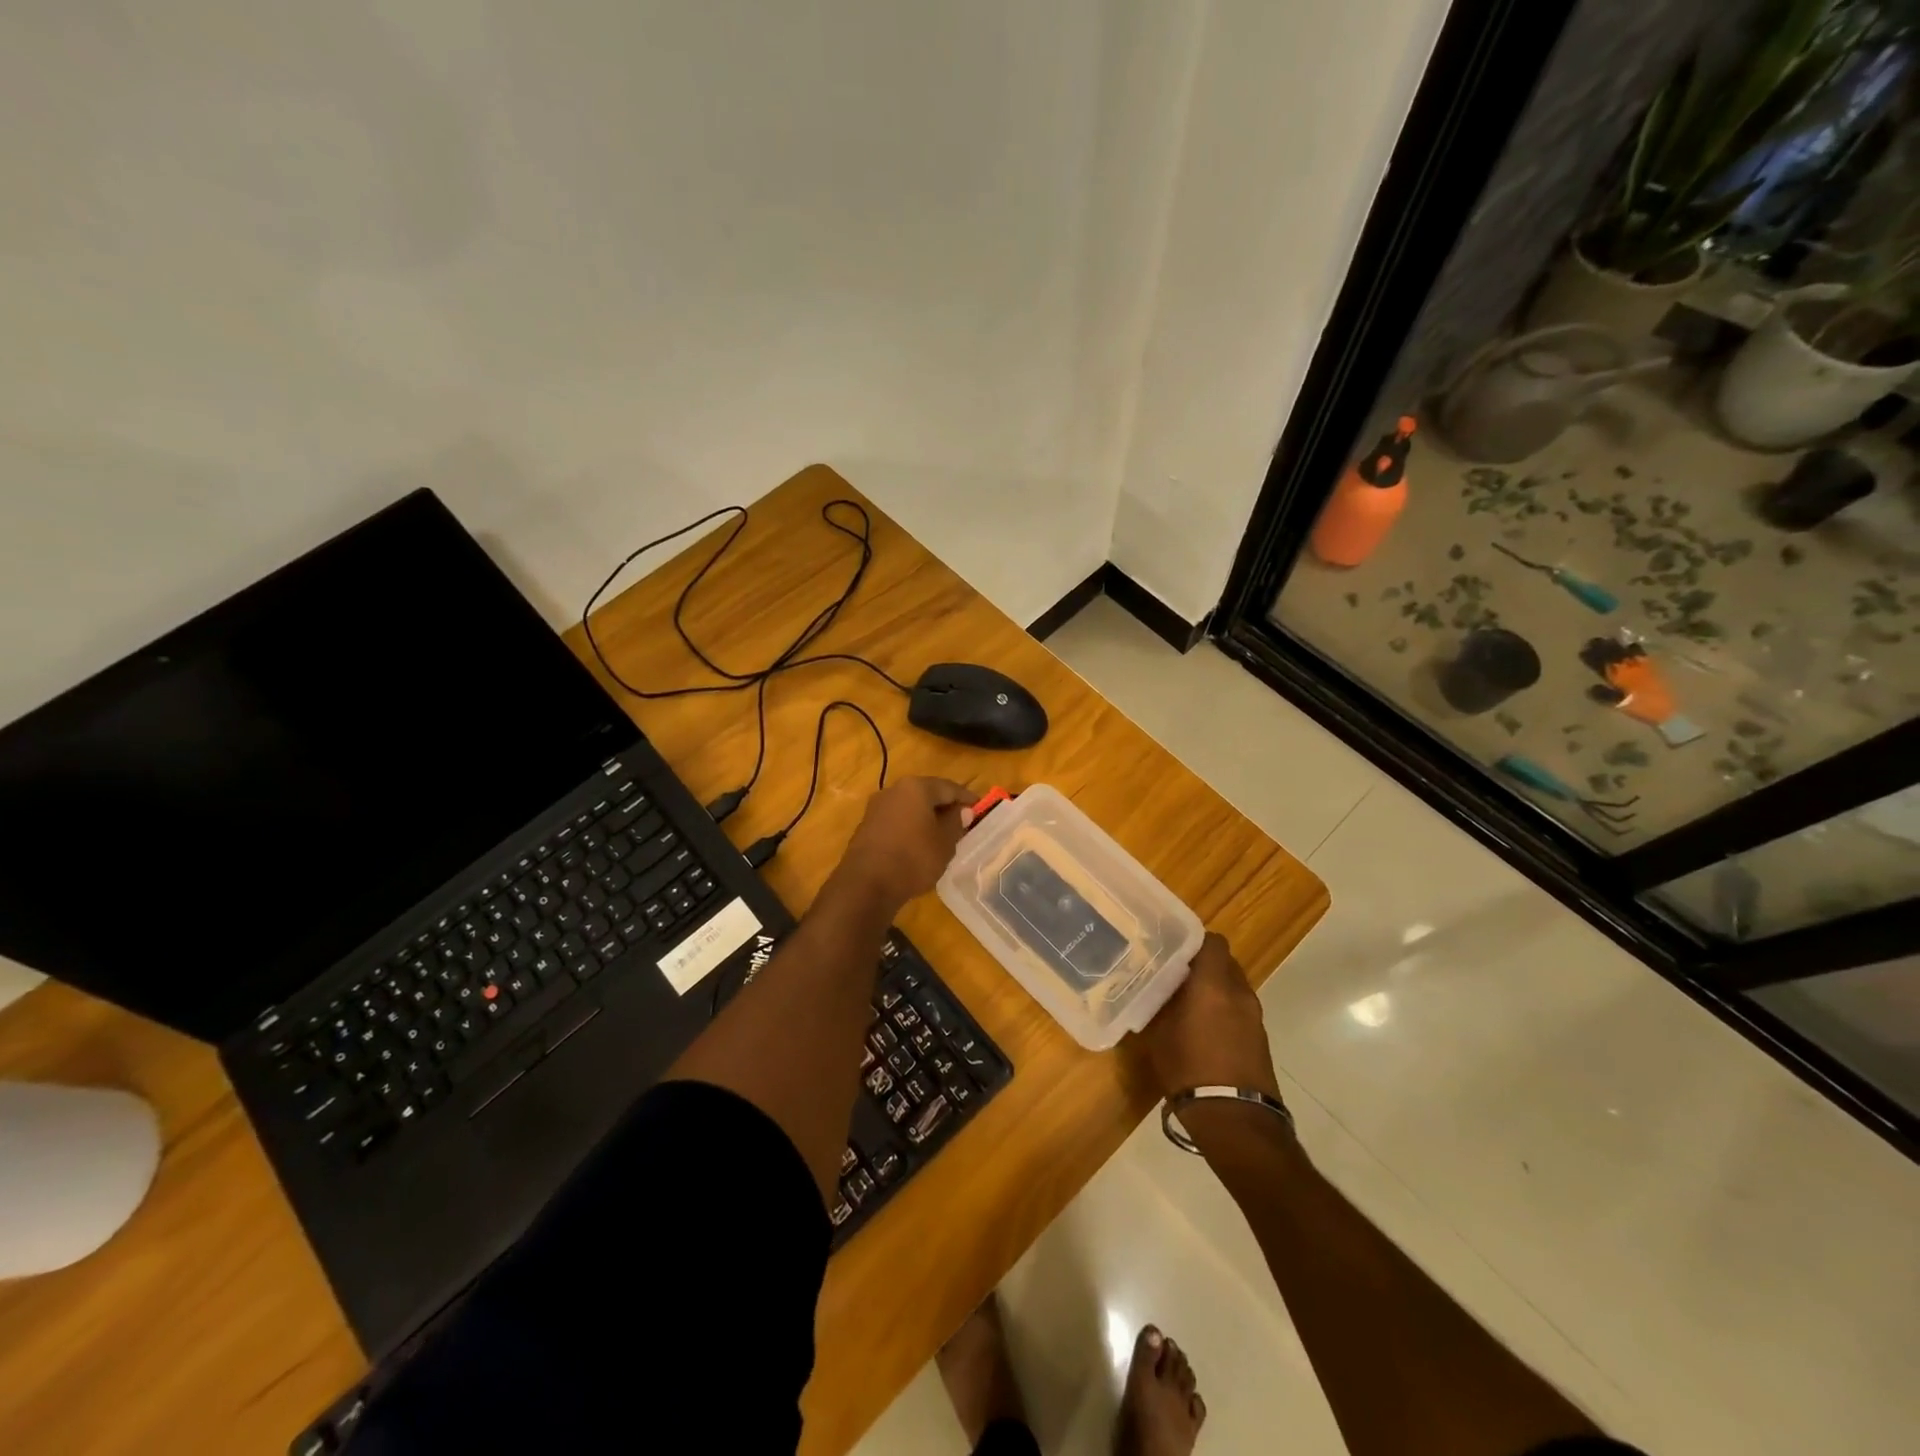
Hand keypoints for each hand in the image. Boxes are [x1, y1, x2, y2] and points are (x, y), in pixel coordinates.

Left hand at [840, 777, 971, 906]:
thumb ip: (955, 823)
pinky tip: (918, 844)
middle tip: (962, 821)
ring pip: (909, 807)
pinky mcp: (866, 826)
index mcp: (916, 788)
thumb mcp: (944, 843)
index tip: (980, 809)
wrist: (866, 884)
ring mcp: (876, 808)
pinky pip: (896, 820)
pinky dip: (910, 827)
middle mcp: (893, 790)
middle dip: (945, 806)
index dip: (966, 798)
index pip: (949, 787)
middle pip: (926, 794)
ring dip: (926, 817)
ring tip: (942, 834)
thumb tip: (961, 811)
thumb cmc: (913, 859)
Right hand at [1135, 934, 1278, 1099]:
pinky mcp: (1261, 1038)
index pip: (1212, 941)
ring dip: (1214, 988)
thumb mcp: (1160, 1034)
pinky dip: (1224, 1010)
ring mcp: (1254, 1016)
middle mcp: (1239, 993)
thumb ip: (1161, 1004)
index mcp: (1213, 984)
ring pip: (1233, 986)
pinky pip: (1240, 1009)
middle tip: (1176, 975)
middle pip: (1225, 962)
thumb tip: (1156, 990)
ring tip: (1187, 1003)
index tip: (1173, 948)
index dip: (1193, 940)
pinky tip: (1203, 1028)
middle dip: (1203, 965)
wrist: (1235, 1119)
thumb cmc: (1190, 1070)